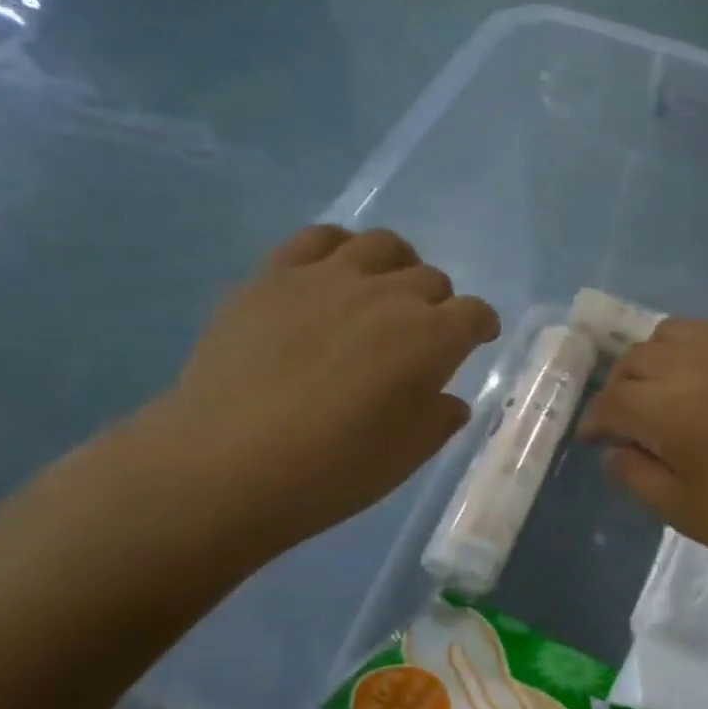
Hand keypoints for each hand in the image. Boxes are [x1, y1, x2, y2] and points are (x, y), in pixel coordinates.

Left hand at [136, 226, 499, 561]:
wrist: (227, 464)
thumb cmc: (334, 469)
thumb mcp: (408, 455)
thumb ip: (439, 418)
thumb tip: (447, 398)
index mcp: (431, 338)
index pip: (475, 314)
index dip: (481, 326)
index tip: (476, 340)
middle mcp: (389, 294)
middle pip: (431, 278)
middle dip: (438, 304)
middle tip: (422, 334)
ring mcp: (328, 277)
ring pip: (382, 245)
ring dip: (396, 266)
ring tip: (383, 291)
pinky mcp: (274, 275)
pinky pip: (318, 238)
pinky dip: (338, 249)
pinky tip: (331, 275)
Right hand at [577, 319, 707, 579]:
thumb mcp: (684, 512)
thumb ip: (636, 476)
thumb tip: (614, 449)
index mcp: (672, 410)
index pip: (613, 402)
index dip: (595, 421)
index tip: (593, 439)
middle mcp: (697, 365)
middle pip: (635, 360)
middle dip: (619, 390)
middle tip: (625, 420)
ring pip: (669, 333)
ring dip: (651, 360)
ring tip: (661, 390)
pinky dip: (690, 345)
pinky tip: (701, 373)